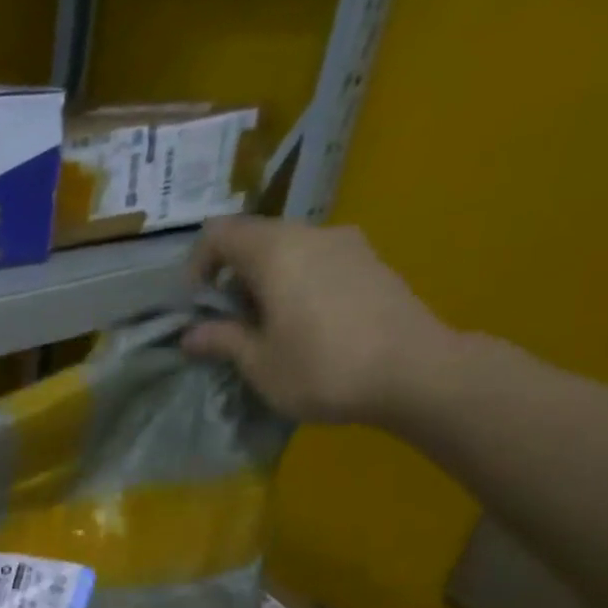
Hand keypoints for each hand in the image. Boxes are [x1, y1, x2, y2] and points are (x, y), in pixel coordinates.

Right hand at [181, 216, 457, 424]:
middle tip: (227, 323)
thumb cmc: (322, 367)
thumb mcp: (259, 363)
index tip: (196, 306)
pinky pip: (318, 263)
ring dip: (266, 283)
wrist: (416, 373)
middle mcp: (312, 235)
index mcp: (276, 251)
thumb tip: (190, 335)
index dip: (197, 266)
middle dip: (232, 277)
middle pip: (255, 239)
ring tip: (266, 328)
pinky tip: (304, 327)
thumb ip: (221, 340)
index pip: (219, 234)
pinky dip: (297, 285)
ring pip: (289, 251)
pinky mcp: (372, 264)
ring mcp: (349, 246)